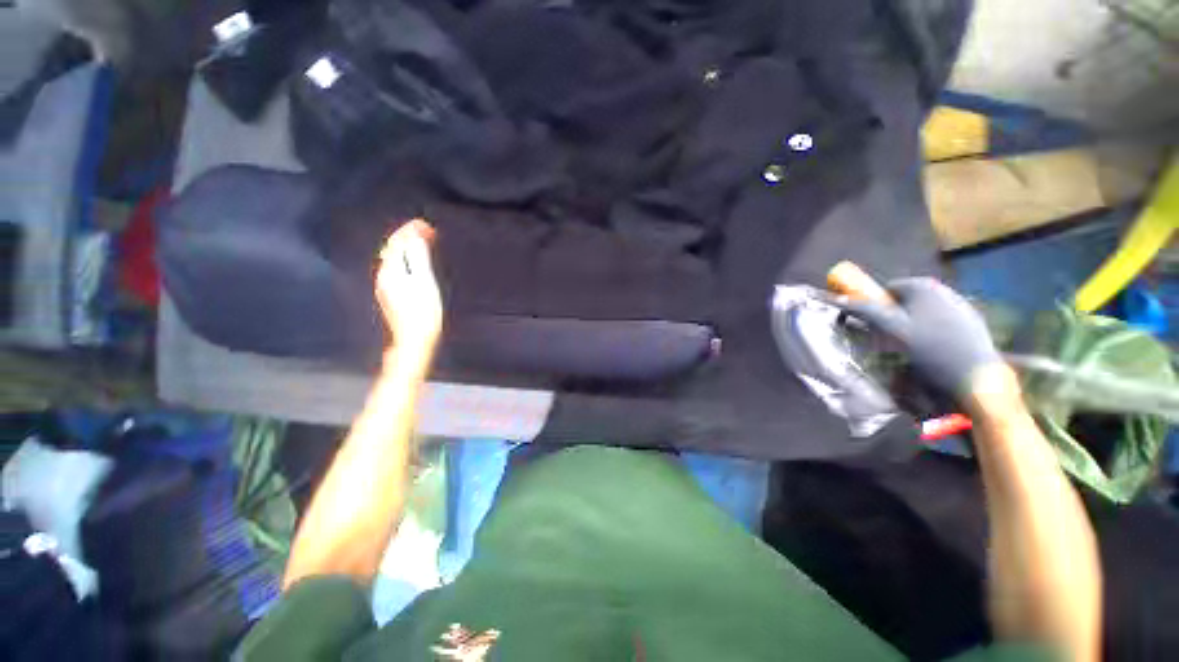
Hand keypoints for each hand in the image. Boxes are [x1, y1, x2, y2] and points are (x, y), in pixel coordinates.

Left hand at [377, 220, 442, 352]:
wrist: (414, 341)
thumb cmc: (423, 312)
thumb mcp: (424, 281)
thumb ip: (418, 258)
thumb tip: (414, 237)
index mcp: (391, 270)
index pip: (397, 242)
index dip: (410, 230)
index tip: (425, 223)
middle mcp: (384, 276)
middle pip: (392, 249)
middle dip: (406, 236)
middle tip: (425, 230)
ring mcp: (386, 287)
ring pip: (393, 259)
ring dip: (406, 247)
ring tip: (422, 242)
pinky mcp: (392, 296)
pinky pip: (397, 268)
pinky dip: (406, 259)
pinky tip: (414, 262)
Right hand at [836, 277, 1000, 395]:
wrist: (977, 378)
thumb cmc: (929, 350)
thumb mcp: (890, 330)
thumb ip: (864, 311)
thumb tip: (836, 297)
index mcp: (922, 286)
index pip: (886, 289)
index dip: (875, 306)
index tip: (871, 326)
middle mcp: (943, 289)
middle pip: (905, 301)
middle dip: (893, 317)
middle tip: (889, 340)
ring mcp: (961, 306)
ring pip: (923, 313)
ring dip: (911, 326)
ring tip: (912, 350)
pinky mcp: (973, 323)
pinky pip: (941, 323)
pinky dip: (932, 334)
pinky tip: (933, 353)